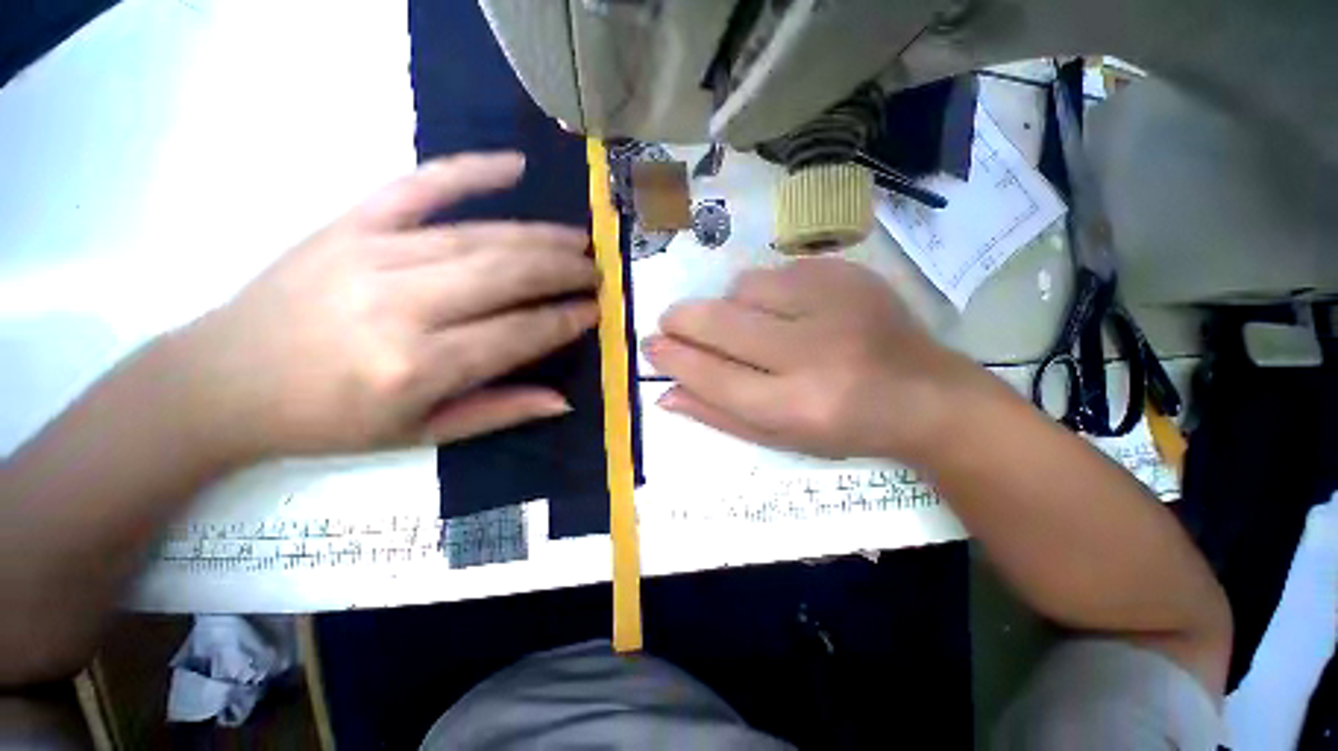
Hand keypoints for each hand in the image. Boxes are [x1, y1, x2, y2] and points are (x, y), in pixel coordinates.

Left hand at [177, 152, 597, 460]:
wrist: (223, 381)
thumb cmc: (327, 420)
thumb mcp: (421, 435)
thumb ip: (499, 412)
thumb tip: (564, 400)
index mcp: (418, 367)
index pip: (519, 333)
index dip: (565, 320)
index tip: (597, 311)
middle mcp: (402, 306)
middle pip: (506, 276)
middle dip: (564, 271)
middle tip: (597, 271)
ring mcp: (372, 254)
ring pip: (480, 236)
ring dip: (539, 236)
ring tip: (578, 239)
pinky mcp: (349, 224)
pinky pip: (419, 186)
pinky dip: (471, 171)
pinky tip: (514, 165)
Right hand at [642, 258, 999, 461]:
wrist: (925, 394)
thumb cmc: (845, 427)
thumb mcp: (779, 437)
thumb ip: (719, 416)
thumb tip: (665, 395)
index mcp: (797, 406)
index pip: (713, 375)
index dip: (674, 358)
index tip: (650, 346)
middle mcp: (814, 352)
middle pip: (720, 322)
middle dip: (681, 320)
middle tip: (670, 323)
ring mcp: (835, 305)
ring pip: (744, 287)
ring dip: (730, 306)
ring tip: (747, 325)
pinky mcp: (848, 275)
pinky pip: (778, 271)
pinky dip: (766, 292)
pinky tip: (787, 312)